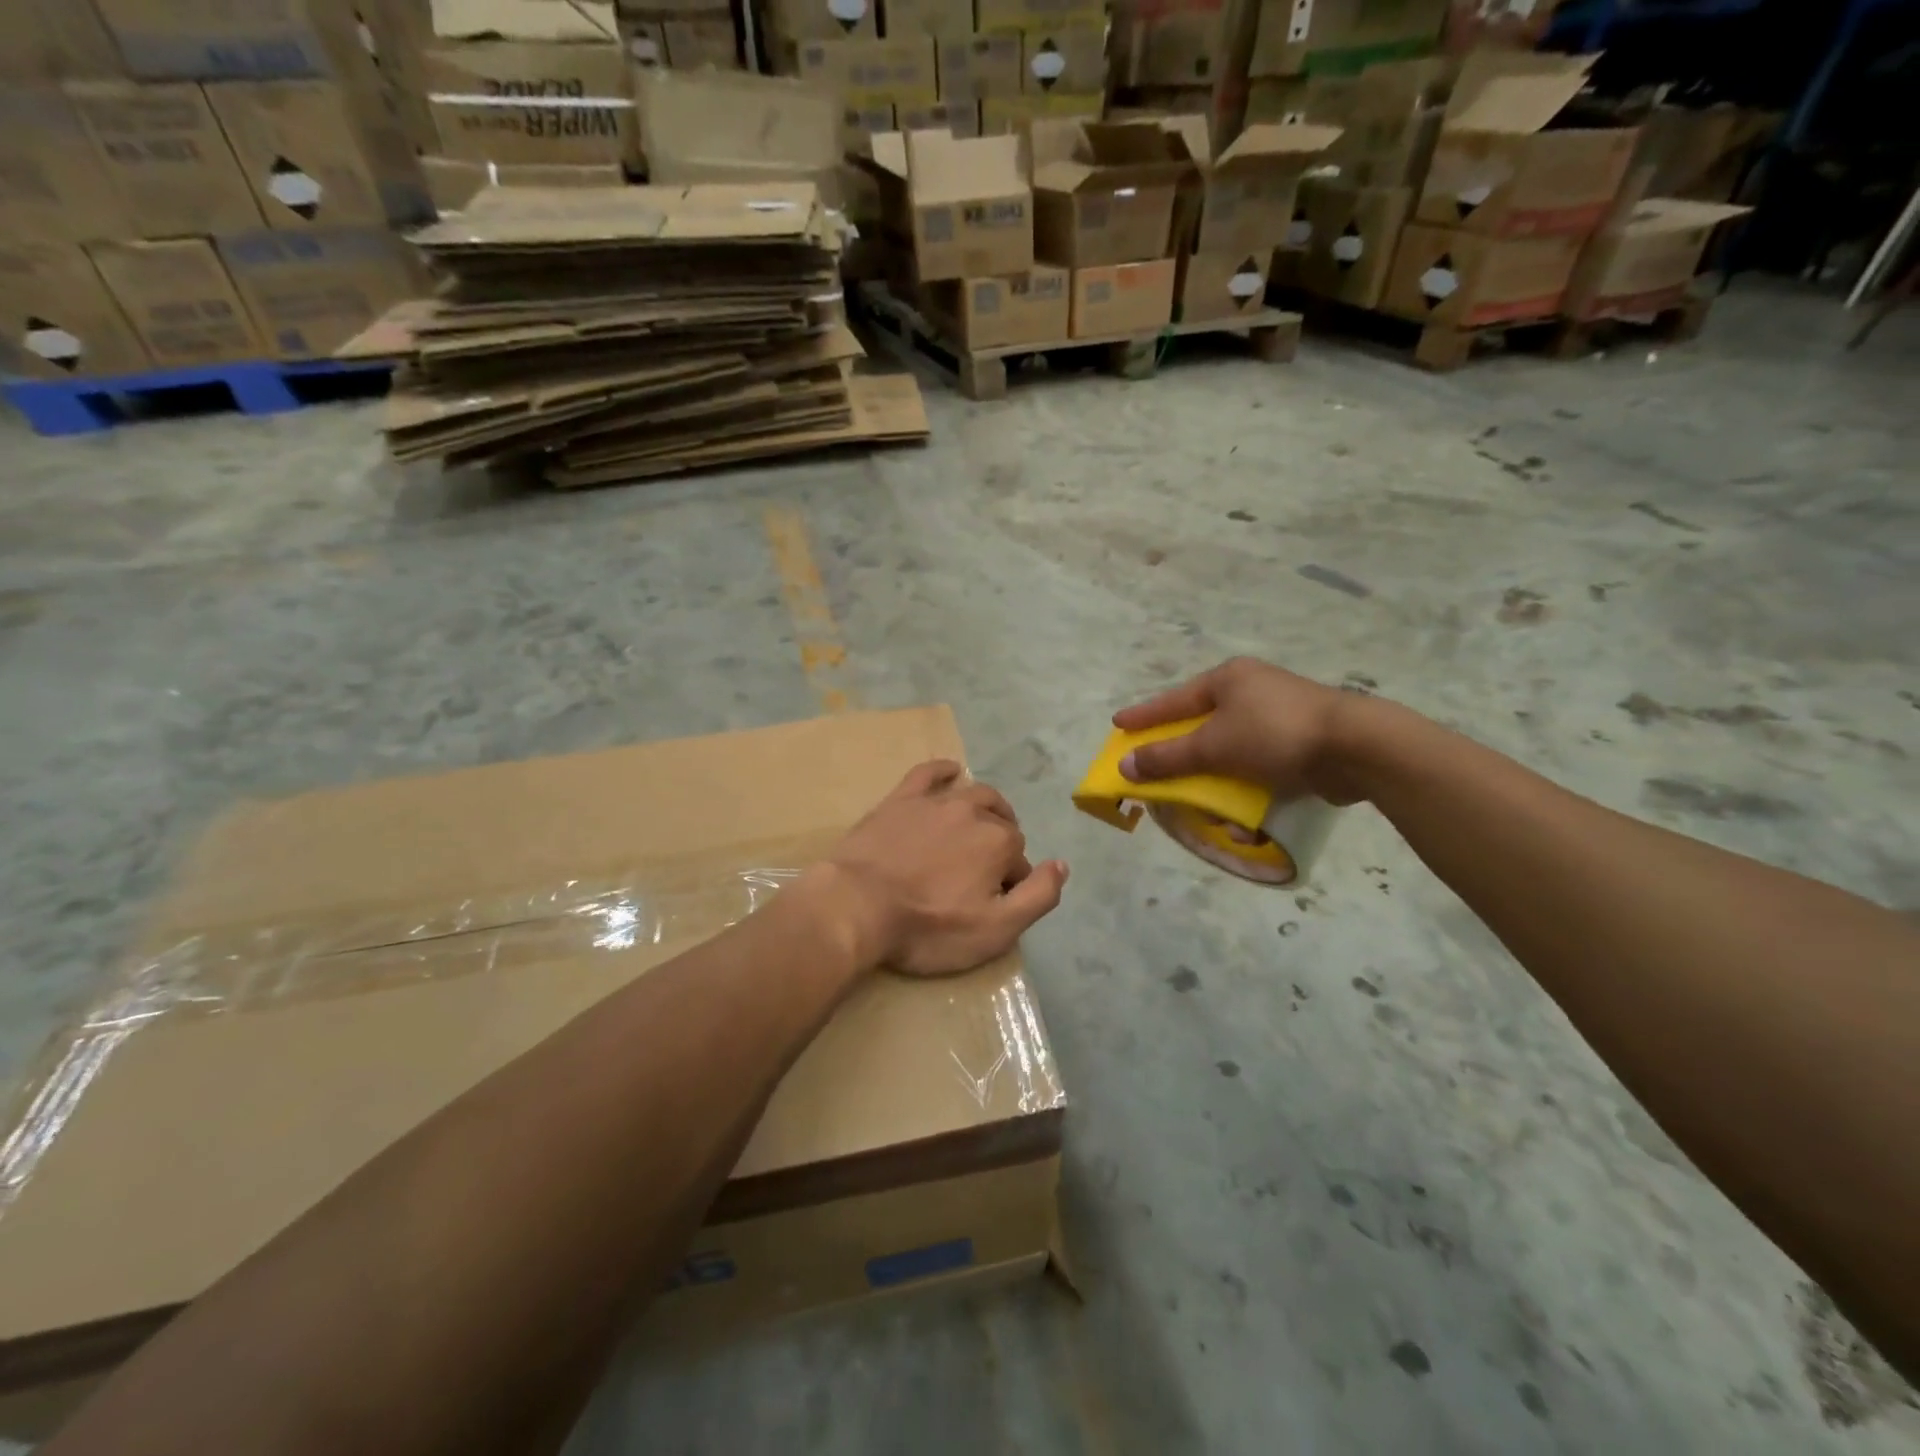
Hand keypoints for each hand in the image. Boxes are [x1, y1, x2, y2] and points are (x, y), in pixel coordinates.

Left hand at [816, 761, 1068, 976]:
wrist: (857, 906)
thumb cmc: (928, 926)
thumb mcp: (995, 930)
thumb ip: (1038, 896)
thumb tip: (1062, 864)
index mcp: (1000, 842)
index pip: (1020, 860)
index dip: (1009, 883)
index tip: (990, 903)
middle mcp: (973, 812)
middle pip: (1000, 823)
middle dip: (1001, 844)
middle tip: (981, 873)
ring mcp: (935, 801)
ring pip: (974, 794)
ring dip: (986, 808)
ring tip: (980, 826)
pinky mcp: (900, 799)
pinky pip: (929, 773)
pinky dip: (945, 770)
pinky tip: (952, 772)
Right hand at [1113, 657, 1366, 803]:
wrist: (1356, 748)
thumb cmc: (1274, 734)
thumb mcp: (1213, 747)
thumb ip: (1167, 758)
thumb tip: (1126, 766)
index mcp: (1228, 679)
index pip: (1173, 700)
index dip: (1144, 715)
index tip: (1118, 724)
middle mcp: (1251, 691)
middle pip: (1201, 723)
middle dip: (1180, 751)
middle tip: (1154, 765)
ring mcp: (1278, 715)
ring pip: (1230, 747)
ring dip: (1214, 776)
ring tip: (1199, 798)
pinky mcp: (1300, 741)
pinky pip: (1257, 762)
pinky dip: (1245, 785)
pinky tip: (1242, 814)